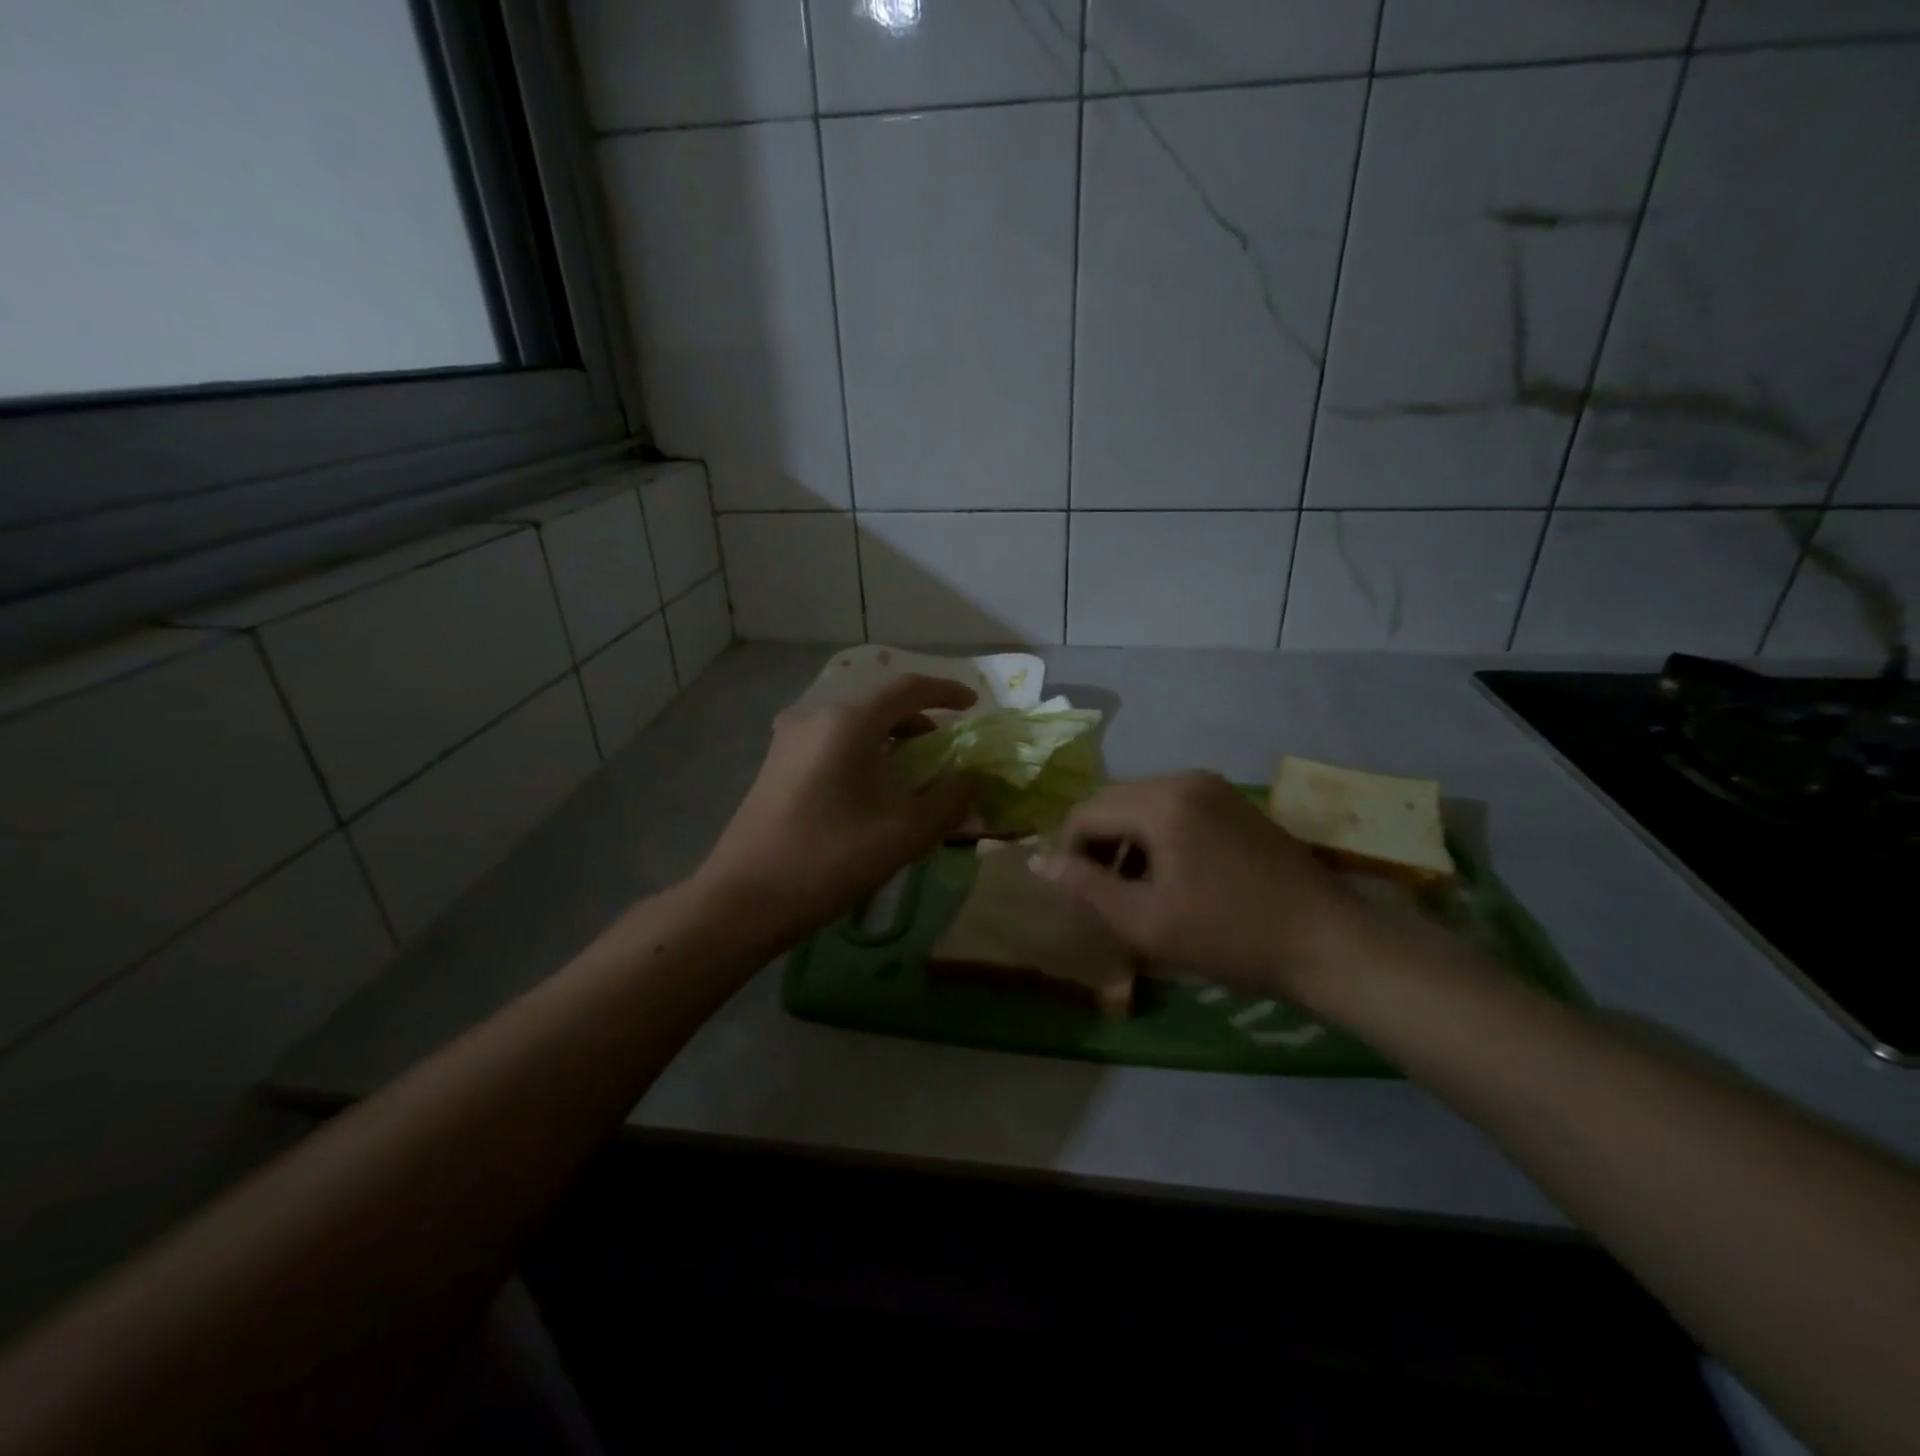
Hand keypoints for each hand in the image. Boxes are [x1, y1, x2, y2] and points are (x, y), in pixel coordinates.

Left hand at [695, 675, 977, 939]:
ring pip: (853, 727)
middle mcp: (815, 718)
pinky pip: (831, 745)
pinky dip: (862, 754)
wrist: (742, 900)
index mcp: (848, 723)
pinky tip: (870, 792)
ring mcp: (788, 741)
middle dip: (919, 723)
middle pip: (879, 706)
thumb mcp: (903, 834)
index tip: (974, 705)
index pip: (908, 689)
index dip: (946, 692)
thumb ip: (949, 801)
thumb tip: (974, 780)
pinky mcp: (775, 766)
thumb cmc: (828, 860)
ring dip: (889, 741)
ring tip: (913, 775)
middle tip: (946, 751)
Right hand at [1030, 772, 1360, 996]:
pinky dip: (1156, 834)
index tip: (1076, 893)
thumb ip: (1085, 887)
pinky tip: (1171, 874)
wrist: (1327, 943)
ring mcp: (1213, 787)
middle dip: (1096, 842)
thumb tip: (1036, 862)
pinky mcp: (1233, 801)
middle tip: (1102, 892)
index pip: (1087, 811)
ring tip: (1134, 888)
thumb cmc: (1229, 936)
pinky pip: (1173, 807)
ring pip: (1142, 803)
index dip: (1068, 851)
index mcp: (1161, 802)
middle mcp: (1184, 779)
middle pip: (1113, 800)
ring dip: (1125, 839)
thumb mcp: (1145, 921)